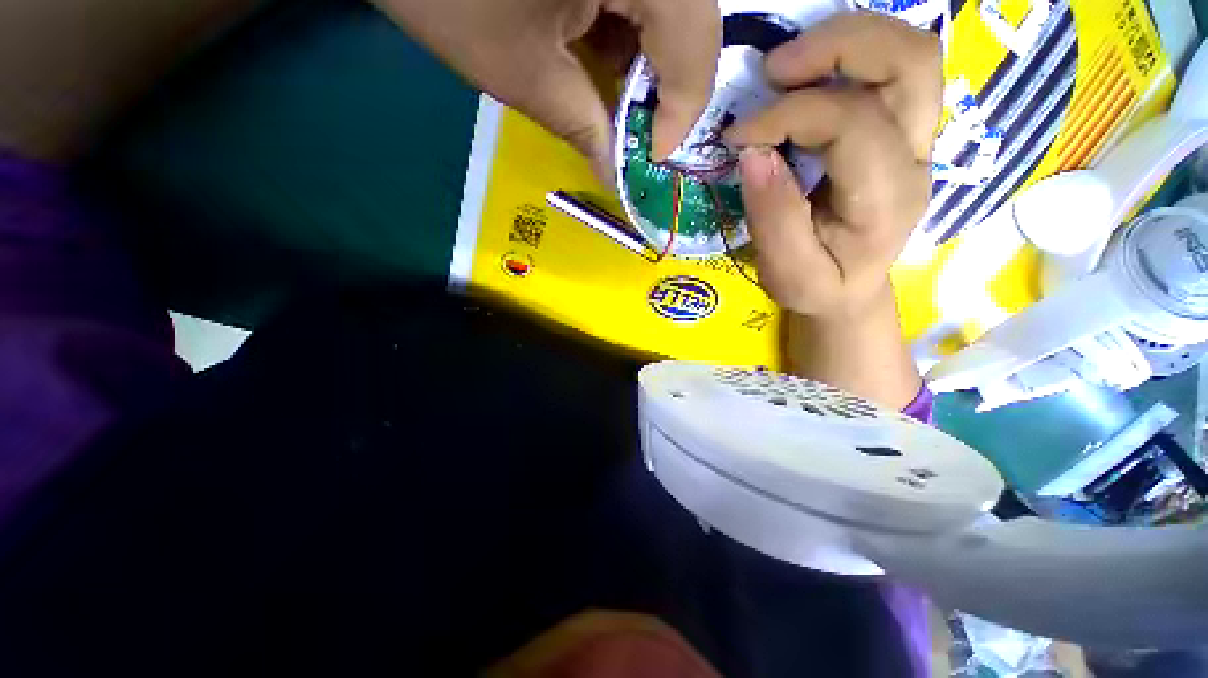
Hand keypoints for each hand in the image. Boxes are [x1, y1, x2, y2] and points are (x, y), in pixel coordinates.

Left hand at [372, 0, 720, 177]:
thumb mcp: (524, 72)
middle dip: (659, 94)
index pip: (696, 54)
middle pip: (689, 29)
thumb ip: (583, 127)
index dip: (677, 119)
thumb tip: (614, 174)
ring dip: (641, 65)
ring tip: (609, 98)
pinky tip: (594, 53)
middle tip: (631, 134)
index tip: (649, 160)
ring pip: (668, 11)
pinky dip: (623, 32)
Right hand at [725, 12, 939, 320]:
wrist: (850, 292)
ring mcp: (916, 140)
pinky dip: (852, 56)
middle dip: (837, 46)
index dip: (787, 115)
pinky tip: (809, 78)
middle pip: (909, 62)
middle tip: (774, 70)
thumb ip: (772, 218)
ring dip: (849, 40)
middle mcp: (915, 159)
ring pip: (910, 53)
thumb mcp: (786, 272)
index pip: (851, 124)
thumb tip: (751, 153)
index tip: (738, 135)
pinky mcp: (902, 133)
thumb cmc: (817, 287)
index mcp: (886, 201)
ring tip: (789, 67)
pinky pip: (894, 69)